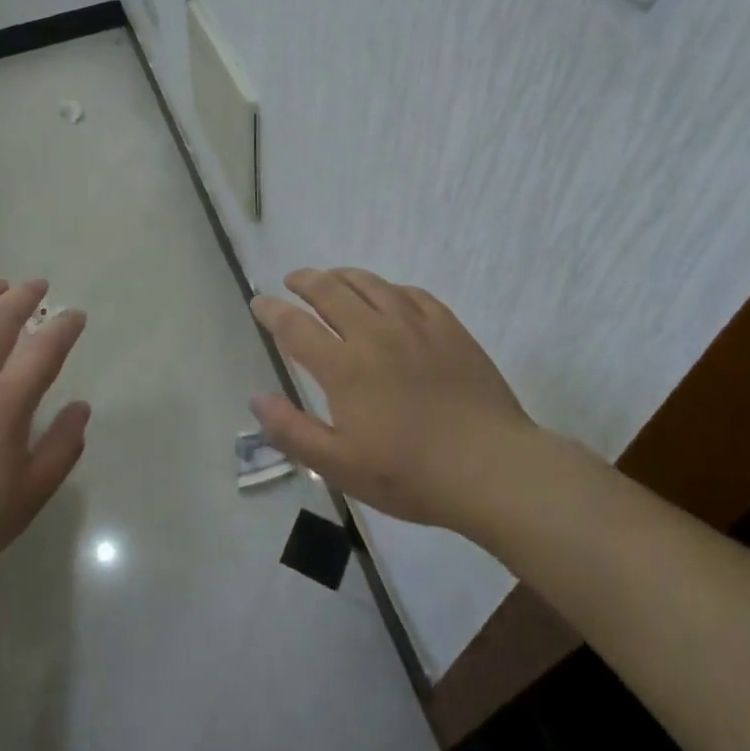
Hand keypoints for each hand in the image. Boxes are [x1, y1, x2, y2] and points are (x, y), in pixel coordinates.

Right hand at [250, 268, 533, 531]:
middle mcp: (374, 334)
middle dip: (304, 280)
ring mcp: (414, 326)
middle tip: (292, 280)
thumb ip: (292, 431)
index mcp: (344, 367)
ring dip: (342, 275)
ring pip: (370, 283)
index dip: (272, 310)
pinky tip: (387, 294)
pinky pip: (411, 293)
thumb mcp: (340, 467)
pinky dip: (388, 287)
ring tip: (331, 277)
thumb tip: (256, 398)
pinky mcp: (448, 328)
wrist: (493, 469)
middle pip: (329, 291)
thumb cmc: (411, 474)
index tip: (259, 302)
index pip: (295, 325)